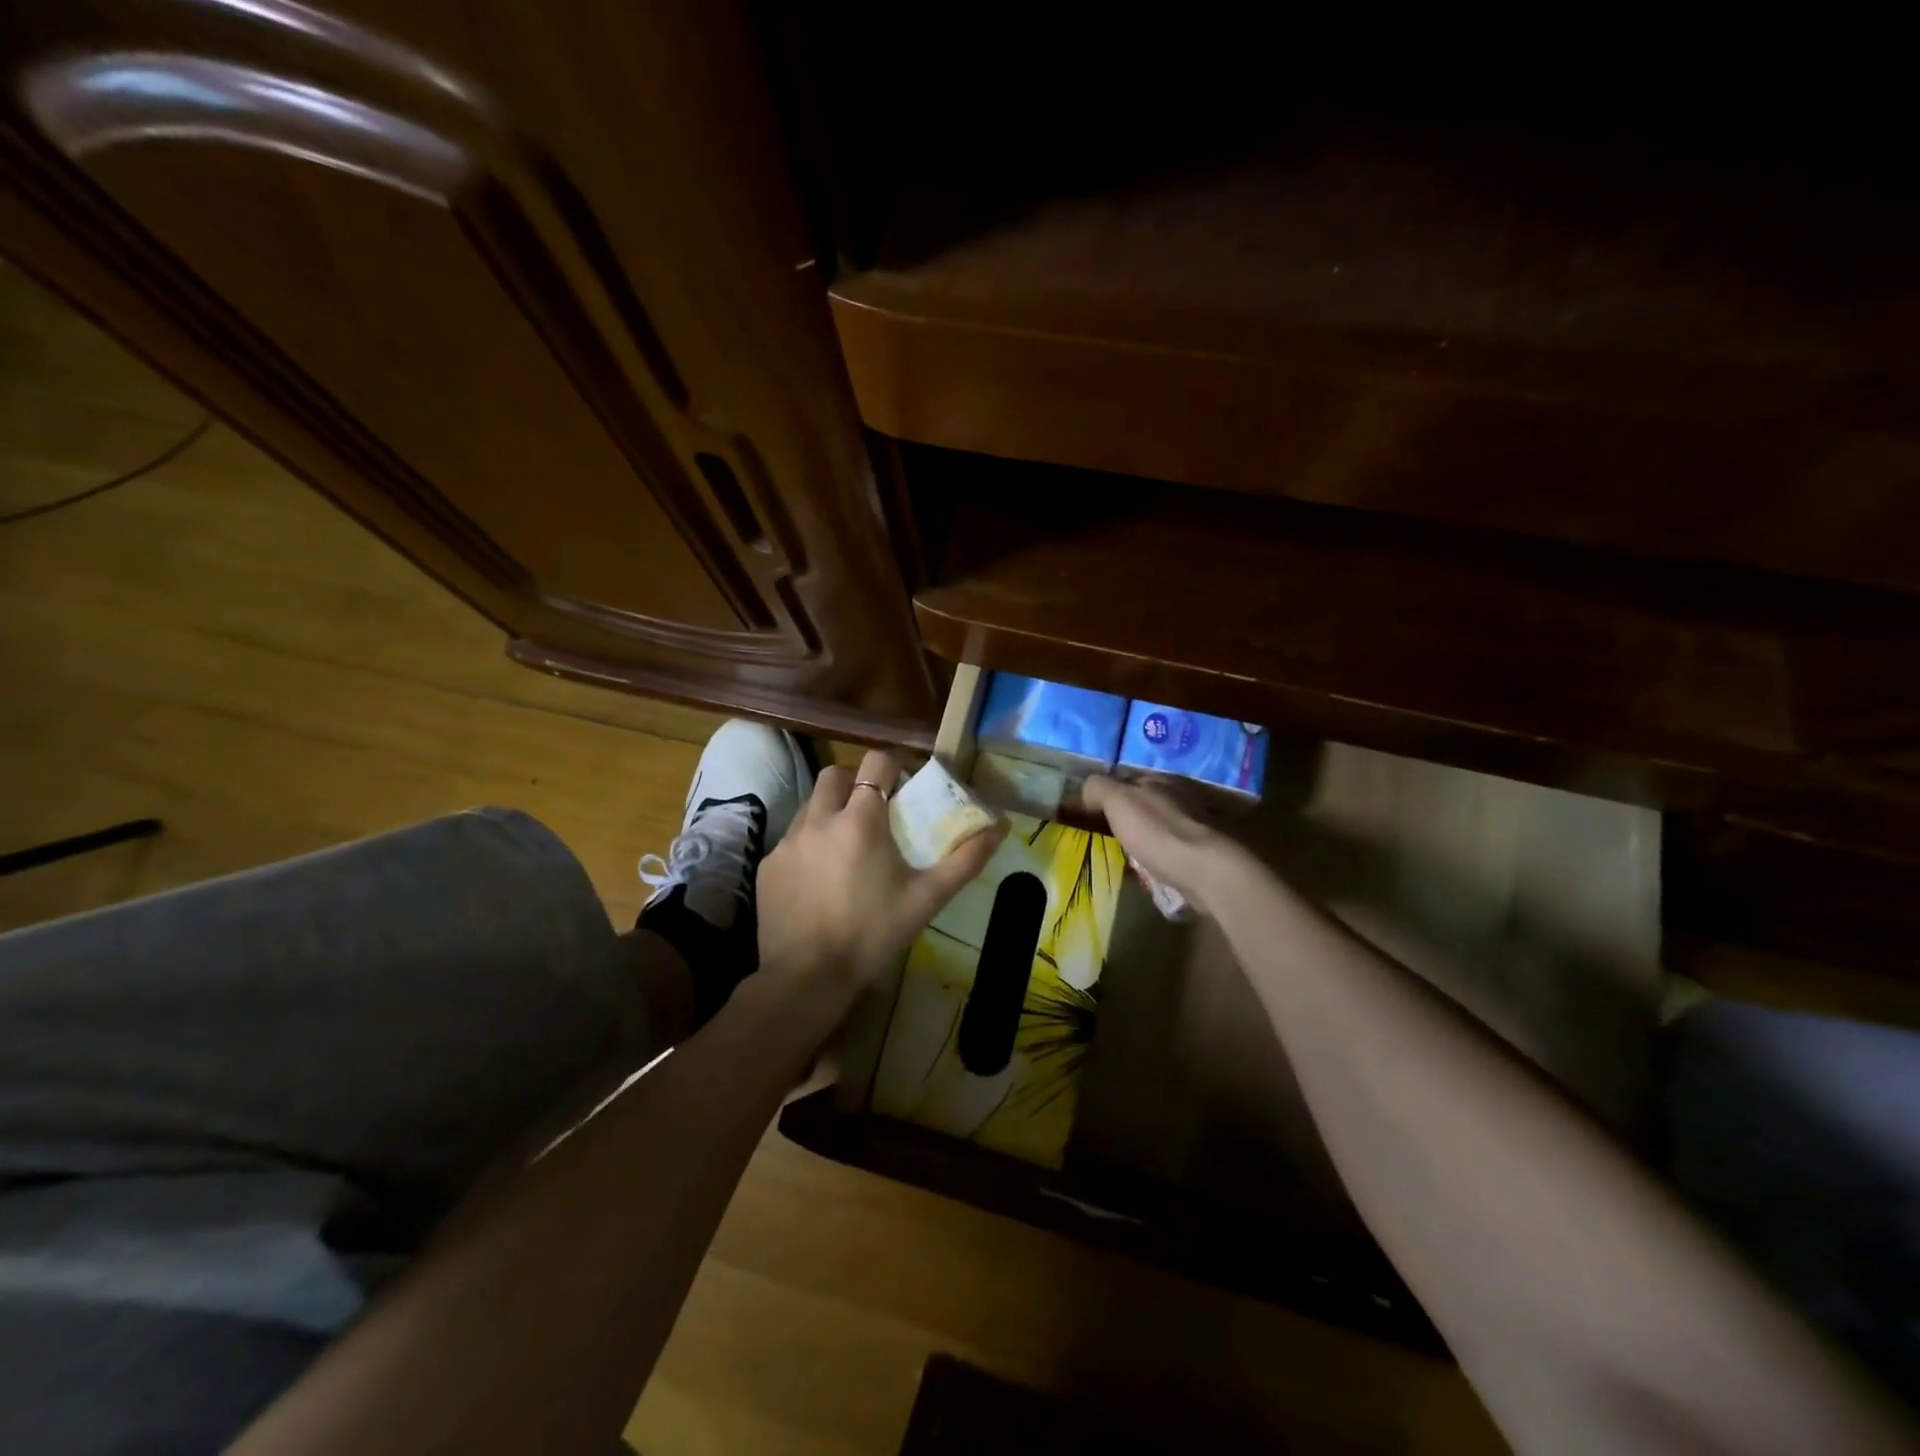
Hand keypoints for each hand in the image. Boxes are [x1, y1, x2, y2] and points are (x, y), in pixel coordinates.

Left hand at [757, 749, 1004, 999]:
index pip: (875, 762)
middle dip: (855, 782)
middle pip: (835, 774)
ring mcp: (788, 841)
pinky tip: (819, 878)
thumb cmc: (872, 933)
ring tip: (847, 846)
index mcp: (860, 820)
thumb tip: (1001, 828)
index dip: (892, 767)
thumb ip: (965, 860)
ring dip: (830, 812)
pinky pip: (791, 839)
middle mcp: (819, 819)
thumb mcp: (927, 898)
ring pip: (810, 805)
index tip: (904, 788)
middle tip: (873, 811)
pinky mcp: (768, 865)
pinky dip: (809, 845)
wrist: (807, 976)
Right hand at [1080, 775, 1240, 916]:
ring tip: (1122, 853)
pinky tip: (1145, 867)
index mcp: (1159, 780)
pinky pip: (1168, 848)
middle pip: (1144, 802)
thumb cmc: (1155, 830)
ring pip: (1157, 825)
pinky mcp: (1199, 852)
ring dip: (1142, 835)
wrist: (1201, 869)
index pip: (1126, 778)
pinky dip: (1156, 854)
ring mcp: (1192, 825)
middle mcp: (1179, 796)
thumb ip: (1099, 788)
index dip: (1106, 792)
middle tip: (1103, 834)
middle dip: (1125, 814)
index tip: (1089, 811)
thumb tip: (1087, 789)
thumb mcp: (1117, 800)